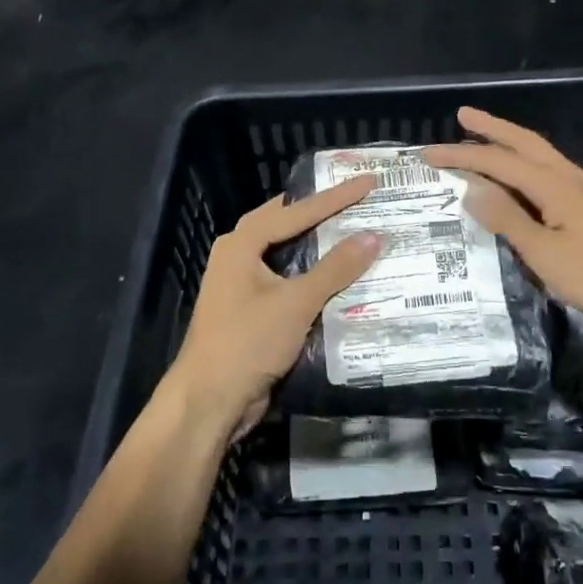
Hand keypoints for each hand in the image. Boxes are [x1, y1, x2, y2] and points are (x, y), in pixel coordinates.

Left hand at [164, 176, 381, 442]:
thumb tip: (373, 236)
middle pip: (287, 225)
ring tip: (356, 233)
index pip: (296, 211)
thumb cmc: (247, 342)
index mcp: (242, 243)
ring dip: (320, 247)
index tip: (368, 182)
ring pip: (288, 254)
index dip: (336, 197)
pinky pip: (288, 282)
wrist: (209, 401)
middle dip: (323, 214)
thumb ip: (335, 268)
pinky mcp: (251, 310)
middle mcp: (239, 256)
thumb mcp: (296, 302)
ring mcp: (243, 284)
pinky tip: (341, 278)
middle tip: (359, 201)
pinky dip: (313, 276)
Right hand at [424, 107, 582, 333]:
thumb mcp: (545, 254)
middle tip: (463, 115)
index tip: (428, 153)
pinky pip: (552, 172)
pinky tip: (526, 179)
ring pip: (542, 154)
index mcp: (555, 185)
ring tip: (487, 139)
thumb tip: (472, 189)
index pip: (498, 162)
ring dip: (511, 143)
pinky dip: (528, 165)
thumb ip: (508, 220)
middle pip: (525, 142)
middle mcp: (571, 177)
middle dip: (492, 128)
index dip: (462, 156)